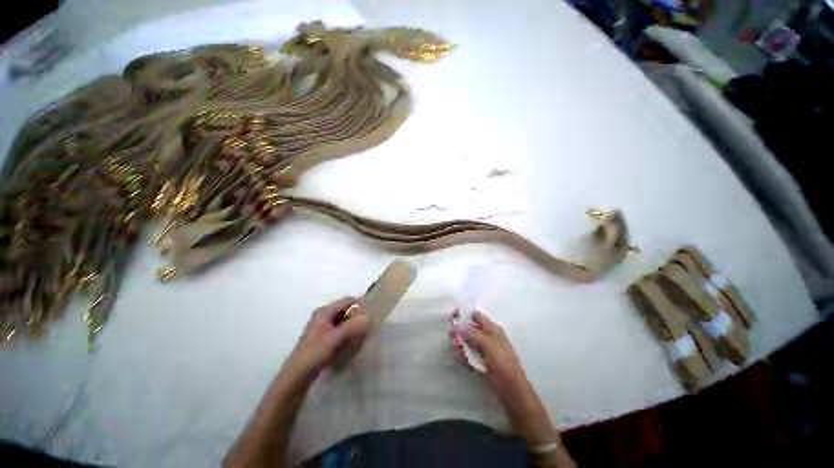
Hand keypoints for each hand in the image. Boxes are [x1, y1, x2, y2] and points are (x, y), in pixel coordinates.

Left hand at [284, 297, 370, 378]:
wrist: (296, 377)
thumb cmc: (315, 354)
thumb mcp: (335, 339)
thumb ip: (352, 326)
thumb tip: (369, 316)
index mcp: (325, 311)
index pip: (347, 300)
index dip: (360, 304)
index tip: (373, 312)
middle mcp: (324, 316)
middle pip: (346, 310)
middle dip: (358, 316)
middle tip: (370, 324)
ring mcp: (323, 327)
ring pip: (344, 320)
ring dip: (354, 325)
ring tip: (364, 334)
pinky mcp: (323, 338)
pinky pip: (340, 330)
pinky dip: (348, 333)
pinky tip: (353, 342)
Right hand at [451, 311, 532, 405]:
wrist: (511, 388)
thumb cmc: (502, 361)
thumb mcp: (488, 344)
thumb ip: (472, 334)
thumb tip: (457, 326)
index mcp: (491, 329)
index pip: (476, 316)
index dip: (465, 315)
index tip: (453, 316)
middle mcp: (486, 337)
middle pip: (469, 329)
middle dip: (459, 331)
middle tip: (450, 336)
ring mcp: (482, 350)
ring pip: (467, 343)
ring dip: (459, 344)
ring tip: (454, 348)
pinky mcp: (479, 362)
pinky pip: (467, 355)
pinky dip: (461, 355)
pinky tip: (456, 357)